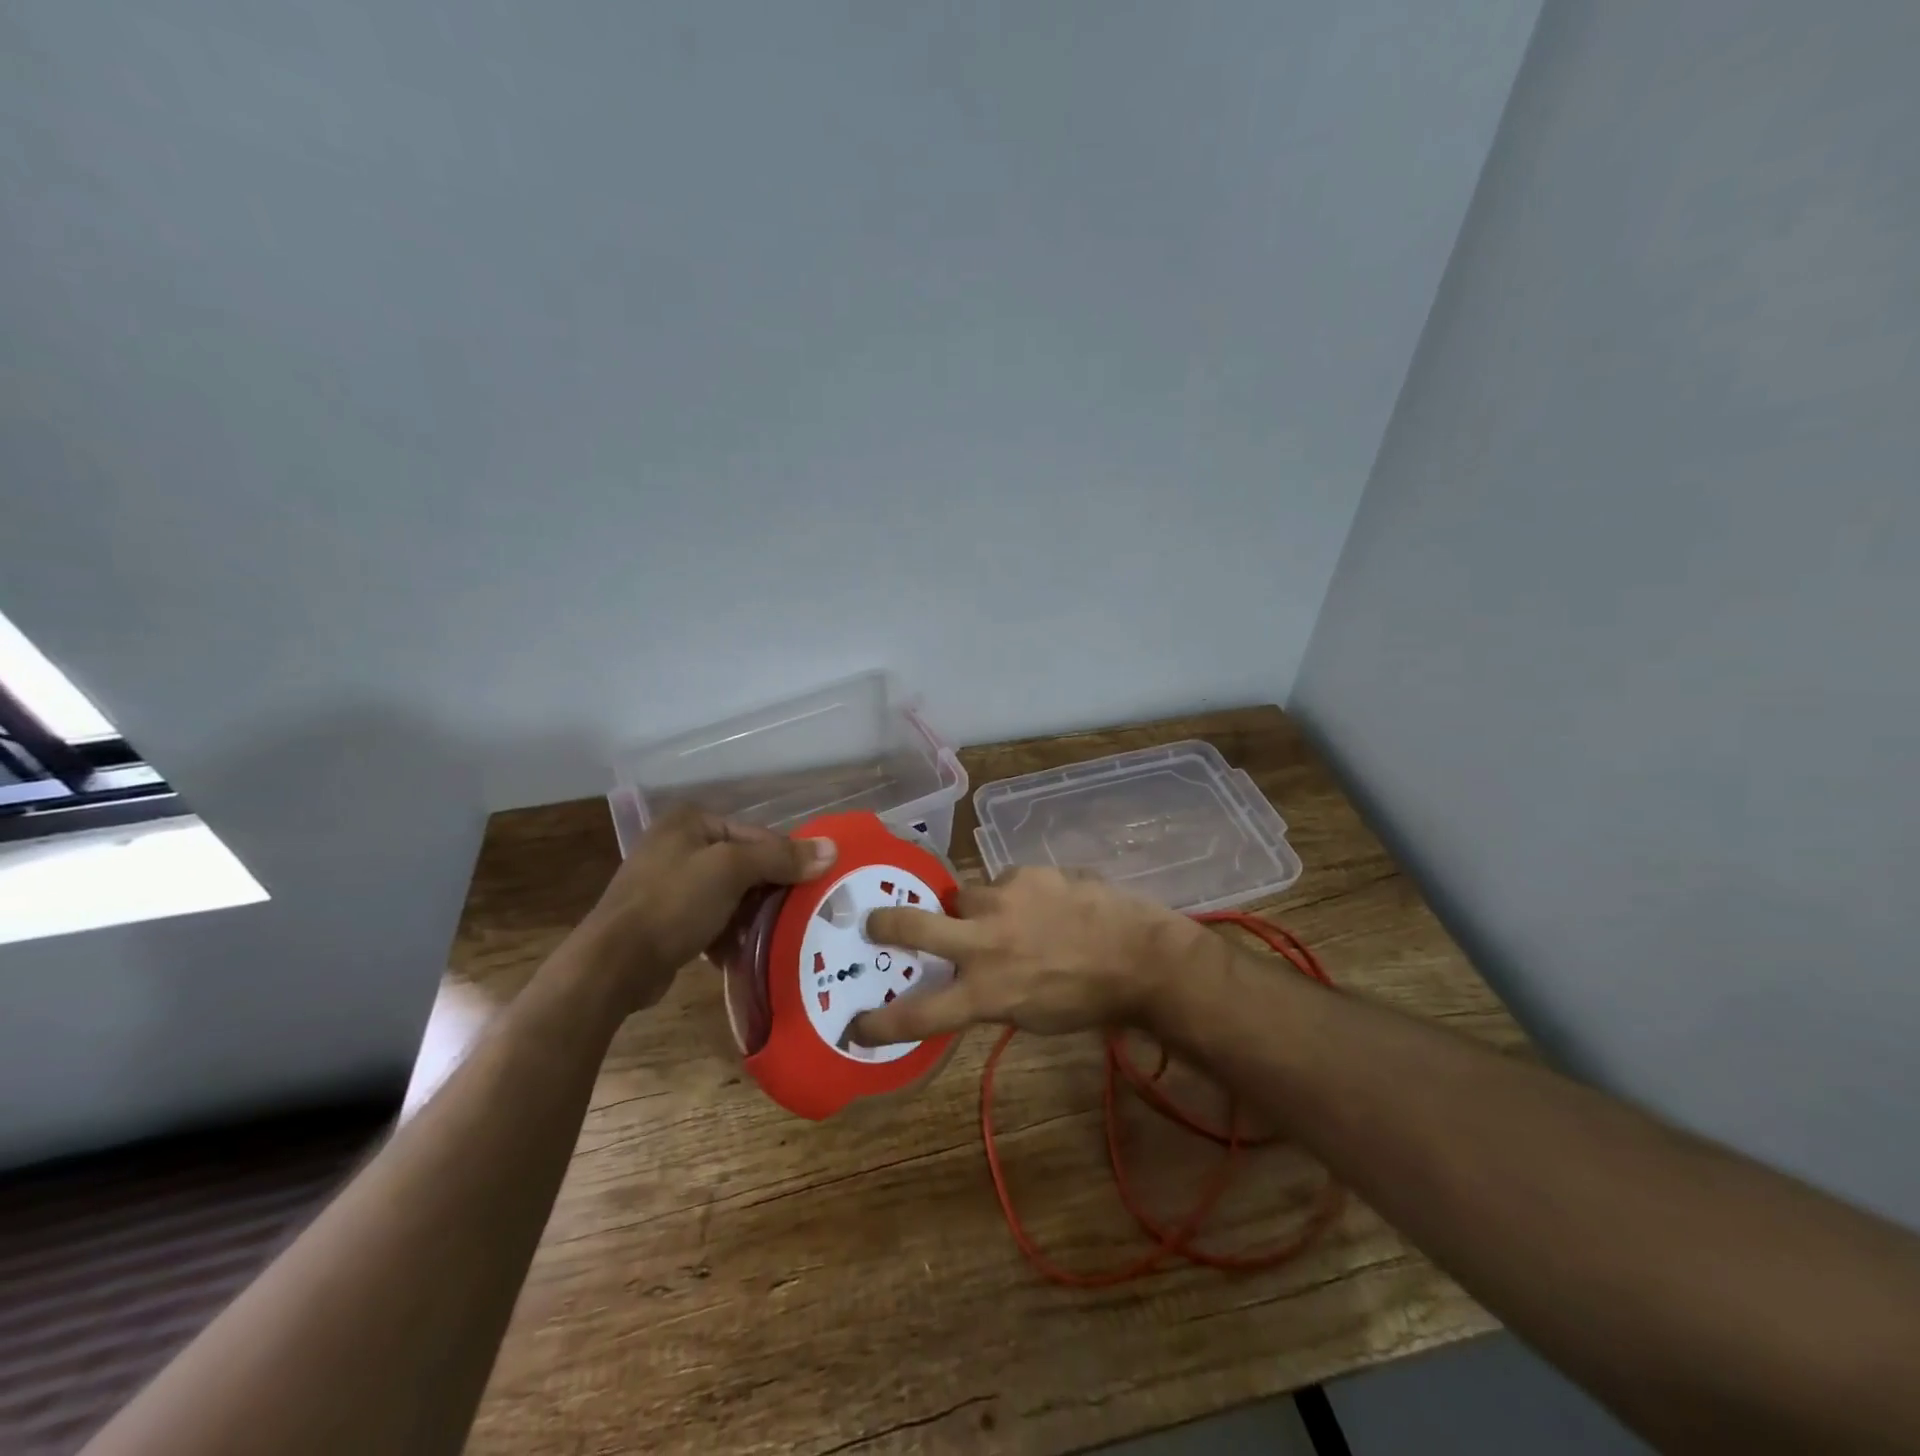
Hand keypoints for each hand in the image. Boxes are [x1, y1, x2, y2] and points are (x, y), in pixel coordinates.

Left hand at [573, 805, 834, 1015]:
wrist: (613, 964)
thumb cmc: (674, 902)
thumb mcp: (732, 870)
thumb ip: (781, 858)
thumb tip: (832, 849)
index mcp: (691, 821)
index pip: (757, 835)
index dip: (787, 860)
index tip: (814, 887)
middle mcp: (679, 844)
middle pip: (745, 864)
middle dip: (770, 891)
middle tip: (801, 913)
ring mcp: (669, 883)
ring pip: (730, 894)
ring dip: (752, 916)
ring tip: (779, 935)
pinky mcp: (665, 919)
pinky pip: (711, 919)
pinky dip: (730, 934)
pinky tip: (747, 952)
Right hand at [849, 868, 1203, 1044]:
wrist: (1140, 956)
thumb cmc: (1087, 1000)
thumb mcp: (1030, 1016)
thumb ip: (988, 994)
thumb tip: (964, 979)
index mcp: (986, 993)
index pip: (919, 1013)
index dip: (882, 1022)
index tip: (857, 1025)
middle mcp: (984, 944)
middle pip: (913, 926)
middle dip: (886, 923)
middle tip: (874, 921)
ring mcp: (1003, 901)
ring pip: (962, 896)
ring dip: (971, 908)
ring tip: (1002, 915)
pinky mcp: (1026, 873)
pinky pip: (1002, 880)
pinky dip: (1011, 894)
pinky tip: (1039, 902)